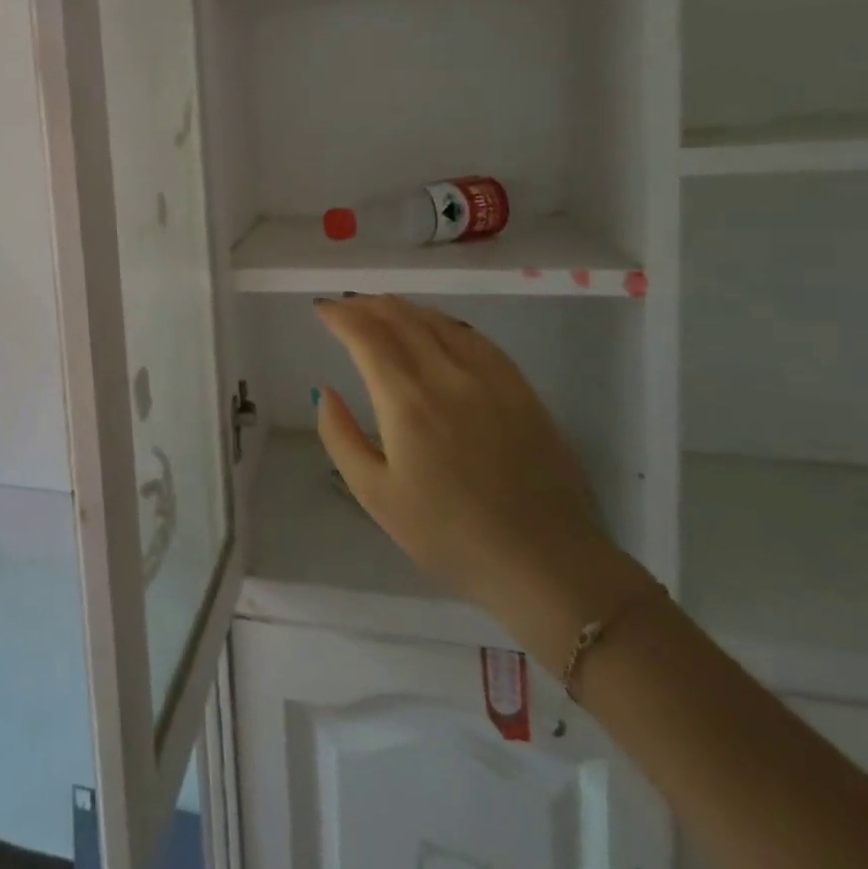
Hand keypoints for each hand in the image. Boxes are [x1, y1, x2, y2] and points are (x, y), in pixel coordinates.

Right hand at [313, 296, 616, 617]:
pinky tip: (437, 328)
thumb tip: (324, 391)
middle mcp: (447, 376)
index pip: (366, 336)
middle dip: (367, 305)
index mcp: (406, 400)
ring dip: (404, 308)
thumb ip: (341, 436)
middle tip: (345, 305)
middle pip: (402, 318)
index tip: (321, 309)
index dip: (340, 316)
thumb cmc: (449, 536)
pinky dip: (444, 322)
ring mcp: (490, 378)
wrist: (545, 564)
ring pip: (439, 321)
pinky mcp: (521, 390)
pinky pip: (475, 338)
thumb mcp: (375, 496)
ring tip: (382, 308)